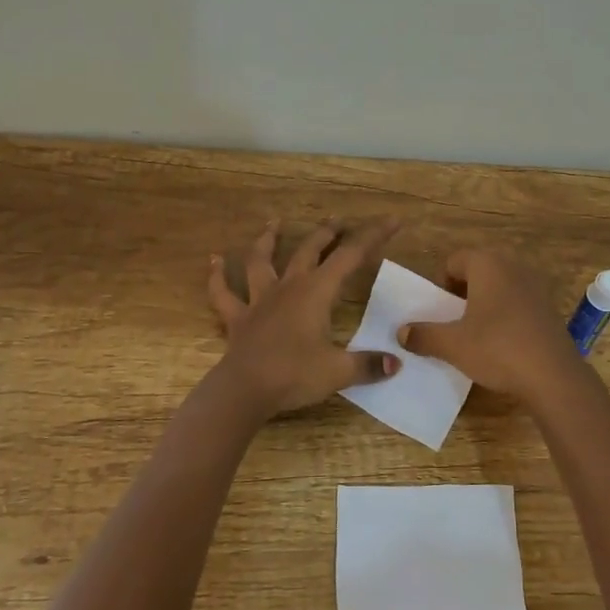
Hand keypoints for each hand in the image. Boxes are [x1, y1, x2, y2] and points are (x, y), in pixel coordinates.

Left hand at [208, 218, 401, 414]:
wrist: (244, 390)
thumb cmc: (295, 375)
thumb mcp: (339, 372)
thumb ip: (367, 365)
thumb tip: (395, 363)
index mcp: (316, 292)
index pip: (351, 256)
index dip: (373, 236)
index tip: (393, 220)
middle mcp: (288, 287)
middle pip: (309, 250)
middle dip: (326, 233)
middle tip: (337, 219)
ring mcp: (259, 300)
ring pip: (261, 261)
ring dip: (267, 240)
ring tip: (273, 223)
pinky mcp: (237, 318)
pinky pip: (223, 293)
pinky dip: (217, 276)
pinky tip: (214, 260)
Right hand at [398, 251, 589, 405]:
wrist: (553, 376)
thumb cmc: (497, 349)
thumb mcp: (453, 345)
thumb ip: (424, 335)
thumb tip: (402, 333)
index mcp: (487, 264)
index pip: (454, 261)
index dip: (440, 284)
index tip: (438, 311)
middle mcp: (513, 266)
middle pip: (477, 271)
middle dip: (462, 293)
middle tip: (453, 322)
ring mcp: (535, 286)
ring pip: (499, 286)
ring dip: (484, 304)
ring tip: (475, 333)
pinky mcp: (549, 307)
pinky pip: (517, 301)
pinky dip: (505, 315)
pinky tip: (502, 343)